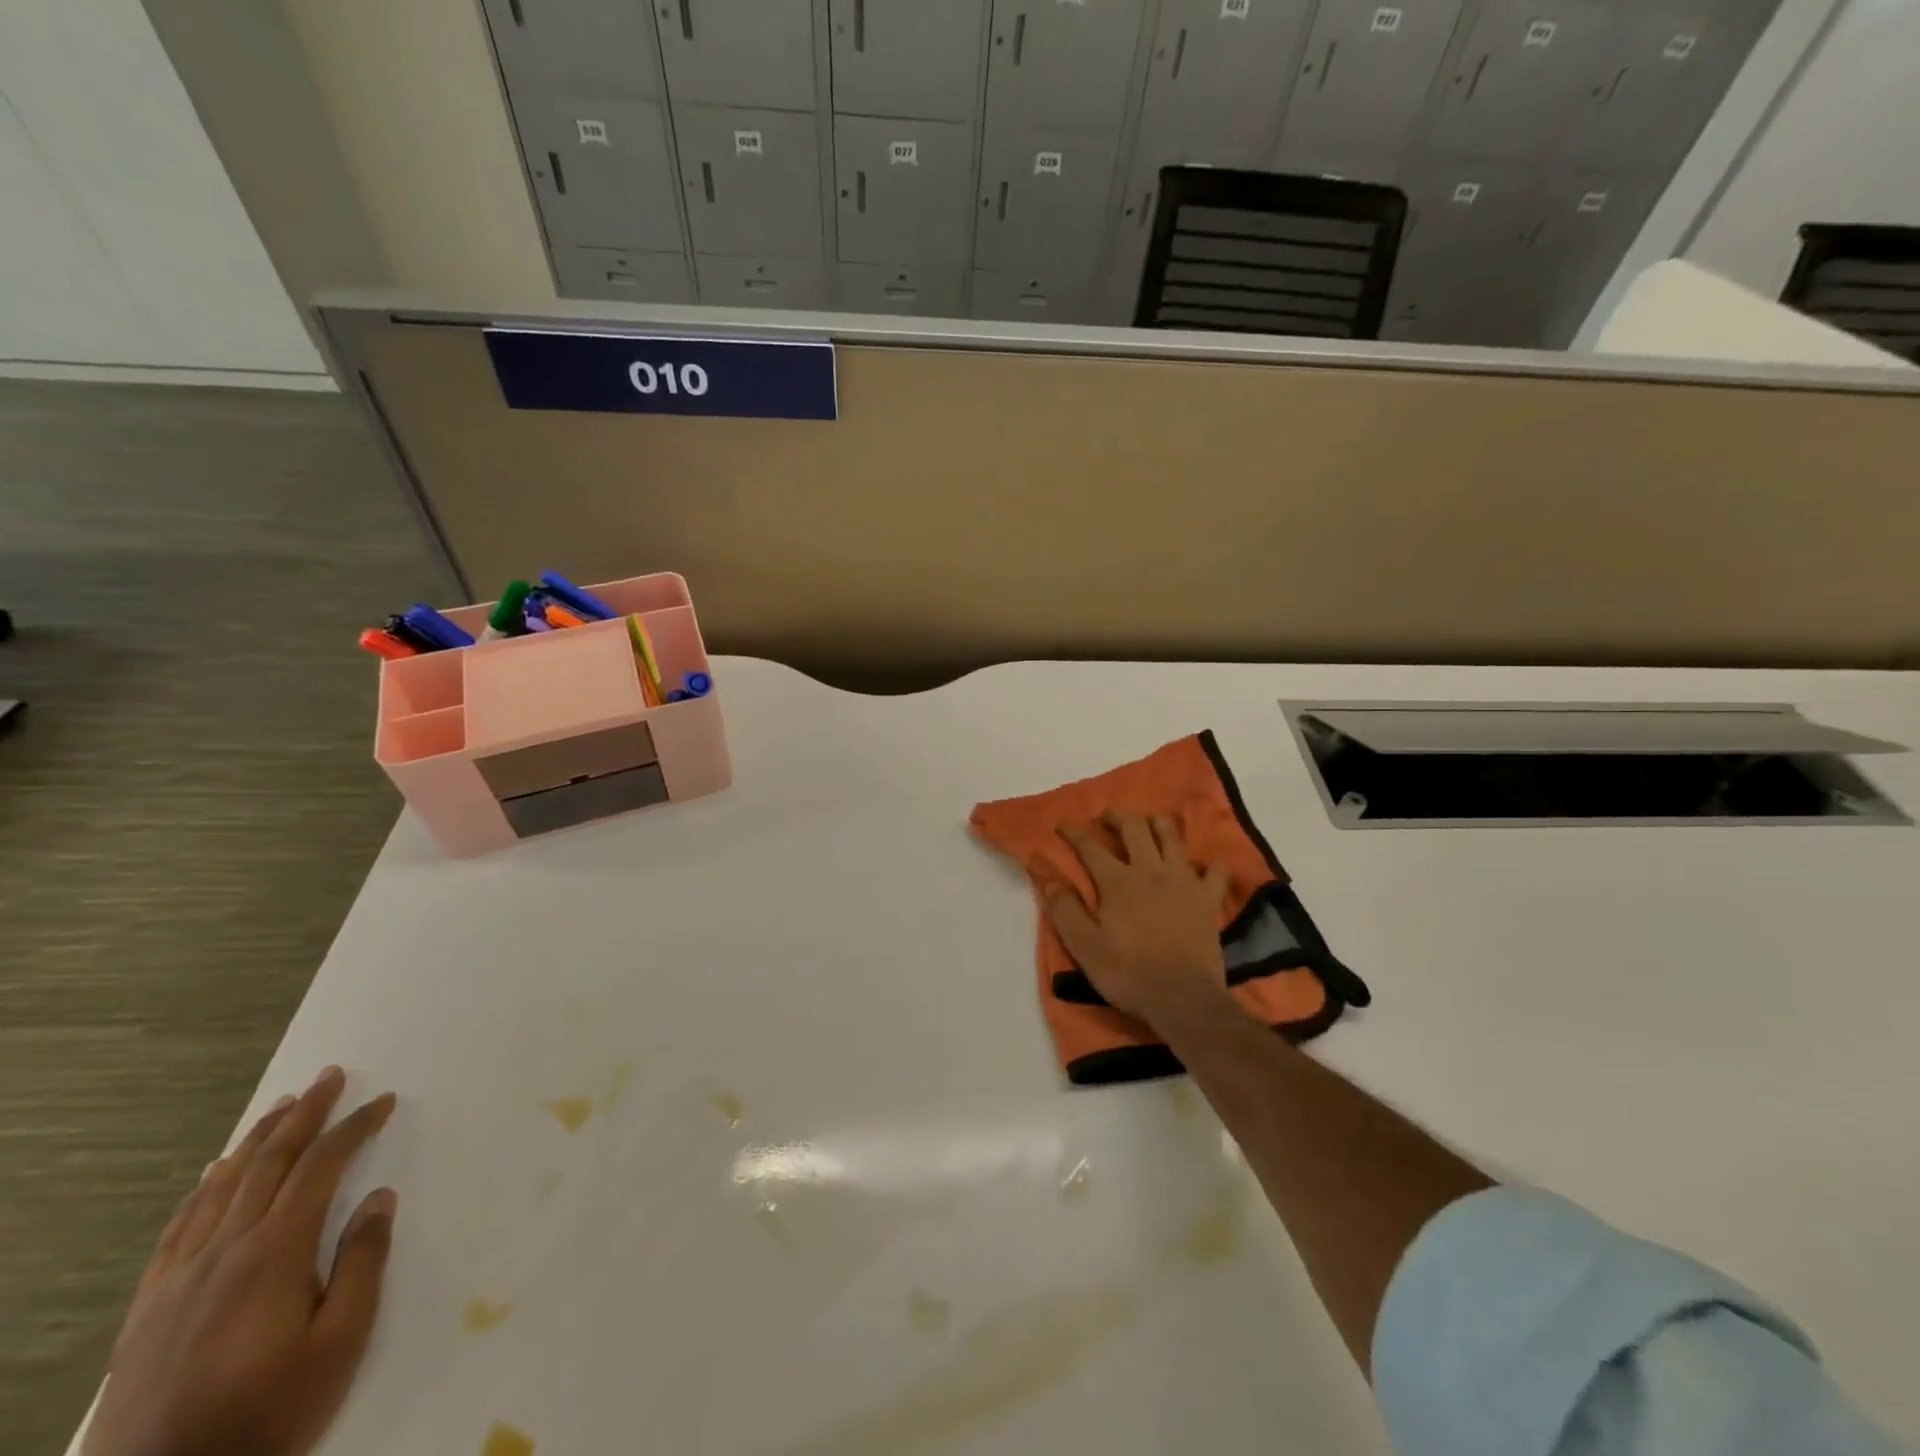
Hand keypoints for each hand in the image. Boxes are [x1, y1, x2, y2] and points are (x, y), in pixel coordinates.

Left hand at [83, 1067, 398, 1455]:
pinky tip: (213, 1175)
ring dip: (256, 1139)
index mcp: (274, 1253)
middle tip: (329, 1075)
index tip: (384, 1101)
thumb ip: (363, 1261)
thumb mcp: (340, 1341)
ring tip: (281, 1107)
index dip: (355, 1128)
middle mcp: (223, 1250)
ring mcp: (178, 1278)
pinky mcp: (149, 1306)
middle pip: (268, 1163)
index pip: (321, 1168)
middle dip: (303, 1114)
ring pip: (221, 1187)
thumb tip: (380, 1197)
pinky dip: (203, 1189)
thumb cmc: (269, 1411)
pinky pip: (178, 1228)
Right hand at [1044, 813, 1229, 1022]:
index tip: (1062, 824)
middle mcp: (1150, 870)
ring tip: (1150, 825)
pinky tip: (1204, 866)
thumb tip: (1047, 877)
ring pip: (1172, 837)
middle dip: (1117, 816)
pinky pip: (1215, 871)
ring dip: (1159, 825)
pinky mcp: (1208, 899)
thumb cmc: (1128, 973)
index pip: (1089, 846)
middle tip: (1107, 817)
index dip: (1073, 832)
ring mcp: (1183, 881)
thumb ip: (1064, 908)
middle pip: (1134, 828)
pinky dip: (1209, 864)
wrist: (1183, 998)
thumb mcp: (1084, 946)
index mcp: (1117, 881)